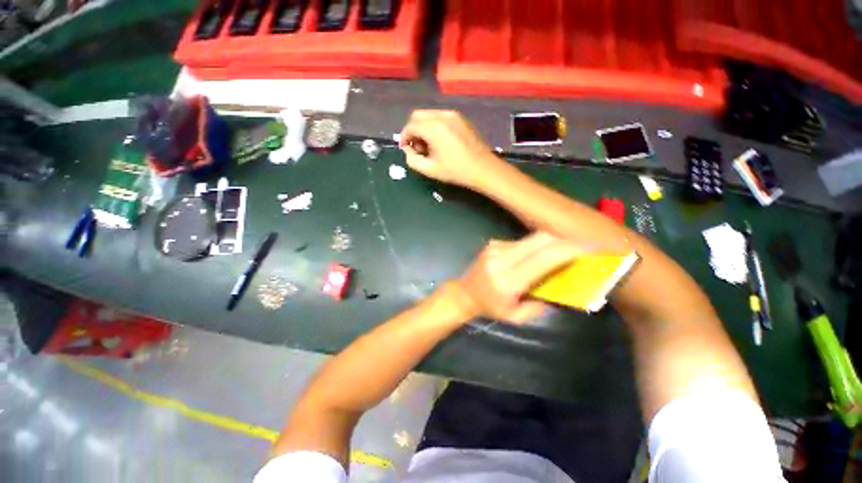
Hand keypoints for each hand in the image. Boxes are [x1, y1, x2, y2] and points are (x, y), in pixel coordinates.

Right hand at [399, 110, 501, 188]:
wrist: (483, 168)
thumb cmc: (456, 170)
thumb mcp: (430, 170)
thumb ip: (412, 160)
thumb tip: (407, 150)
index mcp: (433, 128)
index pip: (410, 126)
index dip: (404, 138)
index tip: (405, 149)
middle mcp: (441, 115)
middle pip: (418, 116)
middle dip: (413, 131)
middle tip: (417, 148)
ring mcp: (453, 115)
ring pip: (429, 115)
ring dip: (423, 128)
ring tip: (429, 146)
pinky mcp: (461, 118)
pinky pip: (440, 117)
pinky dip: (434, 126)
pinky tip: (440, 142)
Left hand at [447, 232, 582, 323]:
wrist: (463, 293)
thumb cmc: (489, 308)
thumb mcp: (516, 317)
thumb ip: (541, 304)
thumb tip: (565, 287)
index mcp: (507, 281)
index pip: (543, 258)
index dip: (568, 250)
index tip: (589, 249)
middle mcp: (501, 259)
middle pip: (540, 240)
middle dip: (565, 241)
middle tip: (582, 247)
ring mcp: (495, 248)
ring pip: (532, 238)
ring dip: (551, 243)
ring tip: (564, 251)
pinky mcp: (493, 243)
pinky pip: (522, 242)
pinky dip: (536, 247)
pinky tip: (538, 256)